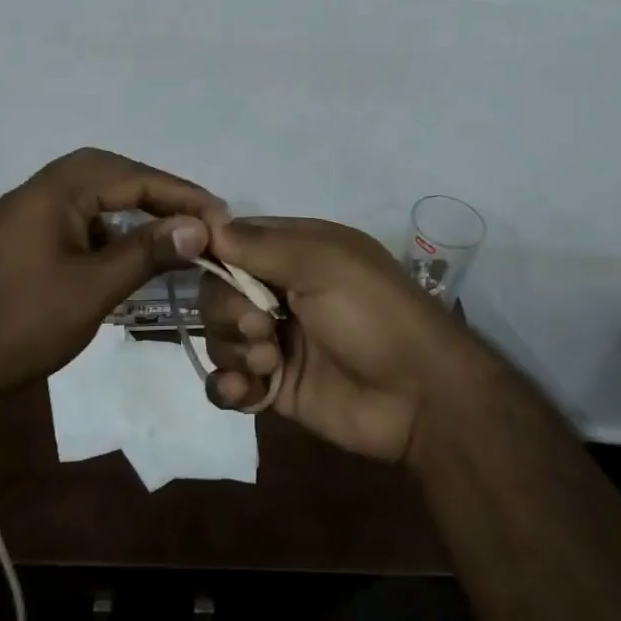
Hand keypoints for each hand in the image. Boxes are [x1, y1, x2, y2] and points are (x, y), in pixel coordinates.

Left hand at [0, 149, 221, 403]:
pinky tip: (127, 256)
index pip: (134, 177)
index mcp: (56, 189)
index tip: (222, 217)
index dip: (182, 196)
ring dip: (134, 210)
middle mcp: (41, 189)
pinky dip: (109, 231)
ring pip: (94, 198)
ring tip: (172, 233)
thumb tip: (198, 225)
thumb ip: (145, 253)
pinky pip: (78, 220)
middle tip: (197, 217)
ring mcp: (28, 215)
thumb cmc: (16, 323)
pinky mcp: (22, 241)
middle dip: (159, 193)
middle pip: (113, 174)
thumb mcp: (90, 290)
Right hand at [197, 217, 477, 463]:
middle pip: (219, 293)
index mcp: (295, 253)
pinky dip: (228, 387)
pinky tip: (247, 392)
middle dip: (227, 311)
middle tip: (261, 327)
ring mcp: (277, 341)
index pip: (233, 243)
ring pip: (221, 338)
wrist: (419, 395)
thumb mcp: (321, 263)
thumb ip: (259, 246)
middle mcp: (280, 293)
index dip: (213, 253)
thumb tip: (205, 225)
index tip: (201, 265)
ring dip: (234, 350)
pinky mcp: (275, 387)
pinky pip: (228, 383)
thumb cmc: (372, 313)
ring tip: (269, 363)